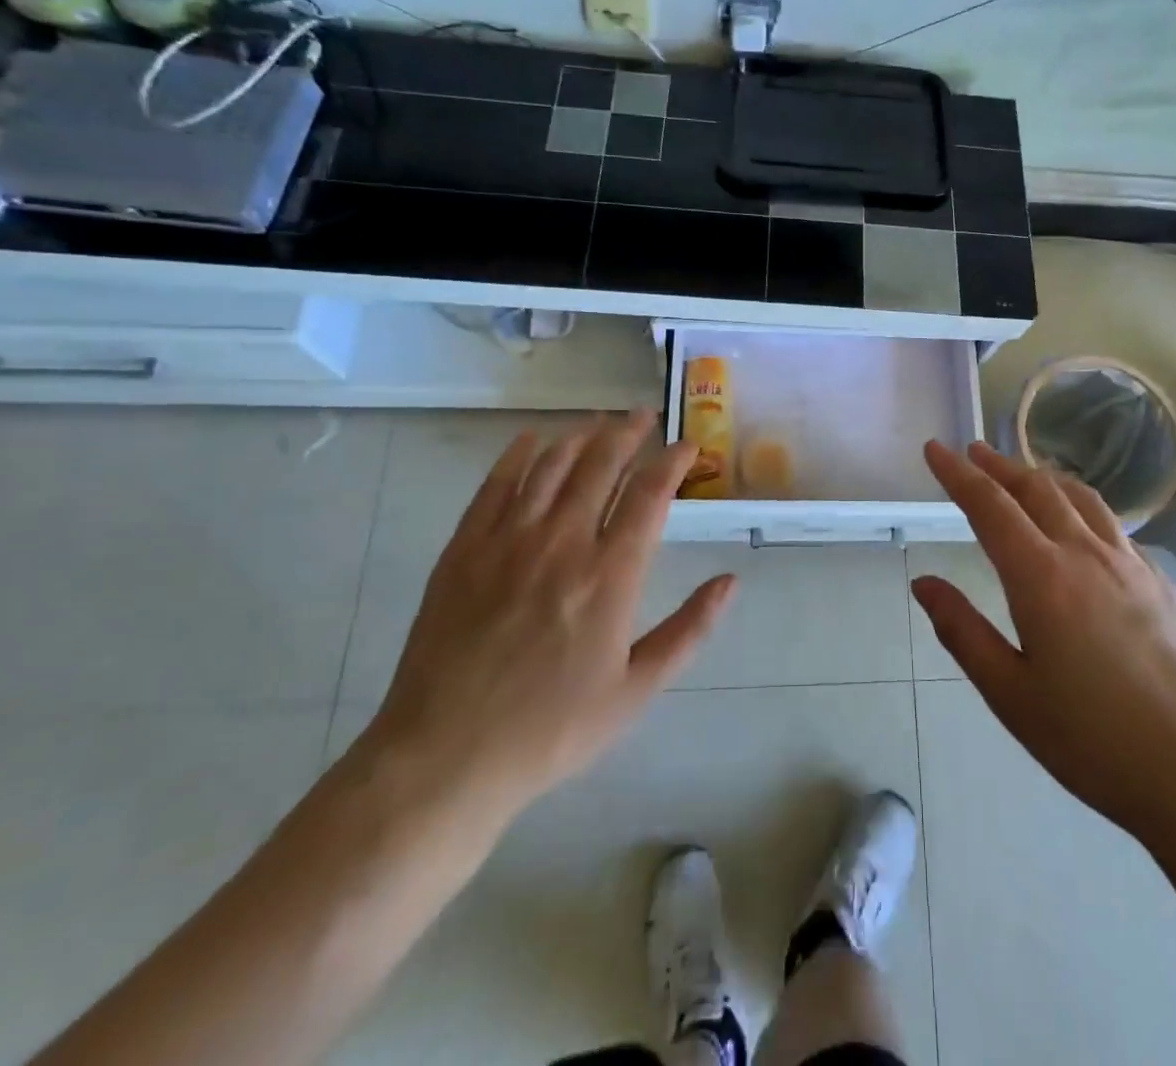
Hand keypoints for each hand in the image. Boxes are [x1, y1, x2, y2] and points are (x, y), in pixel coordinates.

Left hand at [363, 412, 735, 828]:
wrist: (445, 758)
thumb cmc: (552, 729)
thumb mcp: (636, 690)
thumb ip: (689, 630)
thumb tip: (730, 581)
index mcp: (610, 576)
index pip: (649, 494)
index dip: (672, 461)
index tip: (687, 446)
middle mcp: (563, 543)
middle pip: (600, 464)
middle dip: (628, 433)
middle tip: (643, 416)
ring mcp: (508, 542)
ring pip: (550, 466)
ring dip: (579, 436)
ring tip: (599, 422)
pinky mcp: (464, 550)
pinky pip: (495, 485)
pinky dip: (517, 455)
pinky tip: (531, 440)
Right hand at [913, 441, 1175, 843]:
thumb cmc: (1094, 742)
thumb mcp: (1011, 695)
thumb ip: (962, 631)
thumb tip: (924, 583)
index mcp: (1042, 578)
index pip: (990, 505)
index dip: (958, 474)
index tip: (936, 448)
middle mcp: (1087, 554)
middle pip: (1037, 488)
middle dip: (999, 465)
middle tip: (974, 452)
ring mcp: (1133, 565)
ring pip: (1081, 498)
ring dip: (1043, 478)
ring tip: (1023, 475)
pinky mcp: (1164, 583)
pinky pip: (1114, 526)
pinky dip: (1083, 508)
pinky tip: (1083, 528)